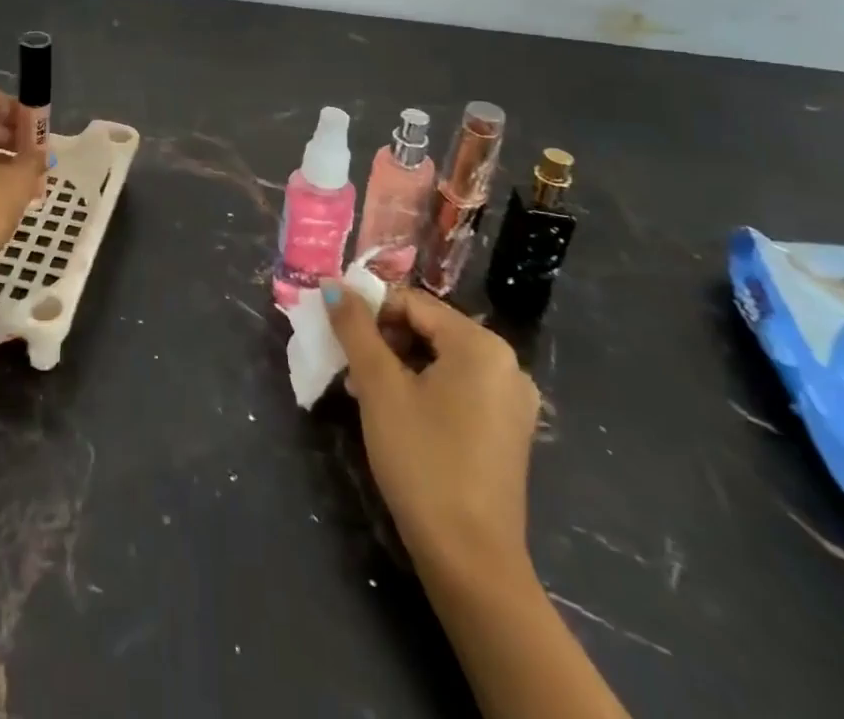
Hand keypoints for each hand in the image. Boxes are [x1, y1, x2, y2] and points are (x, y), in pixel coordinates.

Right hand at [325, 283, 539, 584]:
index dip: (369, 309)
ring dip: (397, 365)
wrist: (470, 560)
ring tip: (364, 392)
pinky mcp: (506, 431)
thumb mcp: (378, 386)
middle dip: (382, 340)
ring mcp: (511, 401)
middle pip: (428, 328)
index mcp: (481, 345)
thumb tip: (332, 285)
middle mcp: (506, 364)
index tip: (337, 331)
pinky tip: (394, 413)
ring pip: (439, 359)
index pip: (412, 301)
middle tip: (349, 367)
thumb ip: (354, 328)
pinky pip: (457, 388)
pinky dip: (422, 388)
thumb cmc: (422, 459)